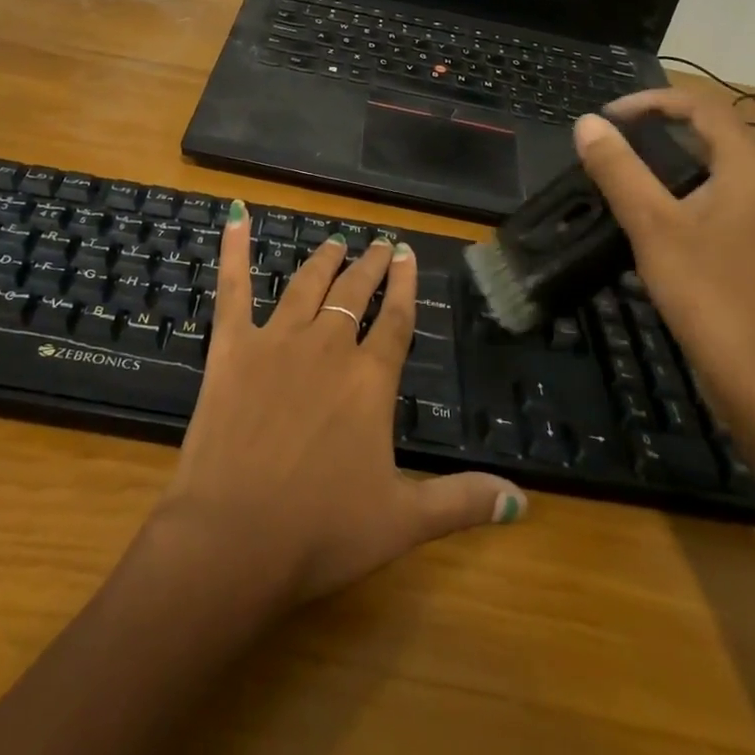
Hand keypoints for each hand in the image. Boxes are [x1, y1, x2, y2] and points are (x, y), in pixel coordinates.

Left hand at [151, 205, 525, 607]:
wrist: (234, 537)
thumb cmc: (321, 531)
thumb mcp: (403, 522)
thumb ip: (462, 501)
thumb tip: (523, 500)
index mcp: (370, 380)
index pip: (396, 320)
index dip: (405, 286)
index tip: (408, 254)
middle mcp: (328, 347)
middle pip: (355, 294)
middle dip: (370, 266)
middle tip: (380, 243)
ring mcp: (276, 341)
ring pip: (307, 285)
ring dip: (324, 260)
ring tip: (336, 242)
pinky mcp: (232, 347)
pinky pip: (233, 288)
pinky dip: (234, 251)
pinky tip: (237, 217)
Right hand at [573, 90, 754, 438]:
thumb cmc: (709, 295)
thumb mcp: (653, 227)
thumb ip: (619, 170)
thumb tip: (586, 123)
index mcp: (747, 168)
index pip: (700, 107)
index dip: (650, 101)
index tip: (605, 119)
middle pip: (706, 134)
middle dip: (653, 129)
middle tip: (605, 144)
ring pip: (707, 169)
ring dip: (661, 162)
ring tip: (616, 175)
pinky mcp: (750, 248)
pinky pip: (709, 200)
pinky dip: (674, 194)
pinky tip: (643, 222)